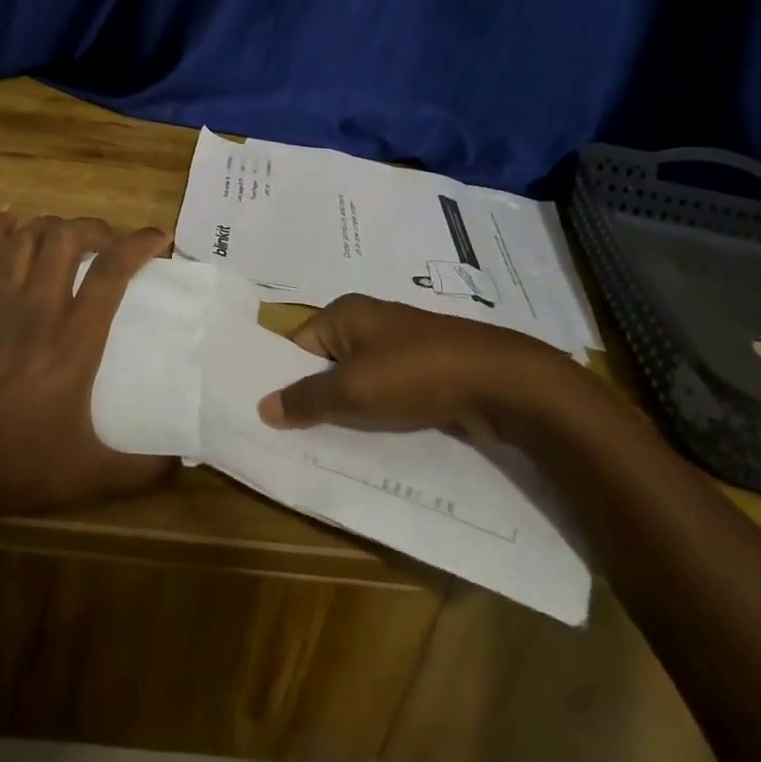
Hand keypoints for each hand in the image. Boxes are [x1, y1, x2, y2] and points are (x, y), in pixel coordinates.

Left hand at [0, 211, 174, 520]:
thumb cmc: (18, 464)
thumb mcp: (89, 475)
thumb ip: (142, 470)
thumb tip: (184, 463)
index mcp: (74, 340)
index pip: (111, 271)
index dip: (140, 243)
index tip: (161, 236)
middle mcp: (40, 308)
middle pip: (68, 236)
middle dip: (97, 227)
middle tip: (112, 244)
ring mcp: (1, 302)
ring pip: (30, 235)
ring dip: (56, 226)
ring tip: (72, 240)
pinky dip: (3, 226)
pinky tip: (13, 216)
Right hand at [256, 294, 594, 442]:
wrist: (497, 381)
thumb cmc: (413, 374)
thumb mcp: (352, 390)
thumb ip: (306, 399)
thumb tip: (262, 406)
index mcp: (344, 313)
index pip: (298, 344)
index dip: (284, 378)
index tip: (272, 417)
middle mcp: (368, 322)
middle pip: (327, 363)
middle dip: (316, 399)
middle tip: (295, 440)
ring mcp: (400, 346)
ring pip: (359, 382)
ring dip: (349, 411)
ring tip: (330, 448)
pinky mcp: (426, 370)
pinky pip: (388, 393)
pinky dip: (379, 414)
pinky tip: (374, 442)